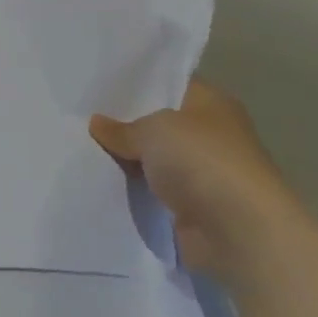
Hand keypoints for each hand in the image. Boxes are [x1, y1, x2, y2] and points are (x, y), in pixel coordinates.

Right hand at [89, 81, 305, 285]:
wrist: (238, 231)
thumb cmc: (202, 161)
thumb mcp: (152, 130)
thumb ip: (121, 128)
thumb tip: (98, 123)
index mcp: (212, 104)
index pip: (170, 85)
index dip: (136, 85)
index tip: (98, 87)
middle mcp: (212, 134)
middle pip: (159, 123)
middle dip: (125, 124)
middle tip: (80, 117)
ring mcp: (204, 172)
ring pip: (153, 159)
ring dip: (127, 160)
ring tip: (81, 148)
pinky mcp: (194, 206)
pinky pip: (153, 190)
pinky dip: (133, 189)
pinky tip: (99, 180)